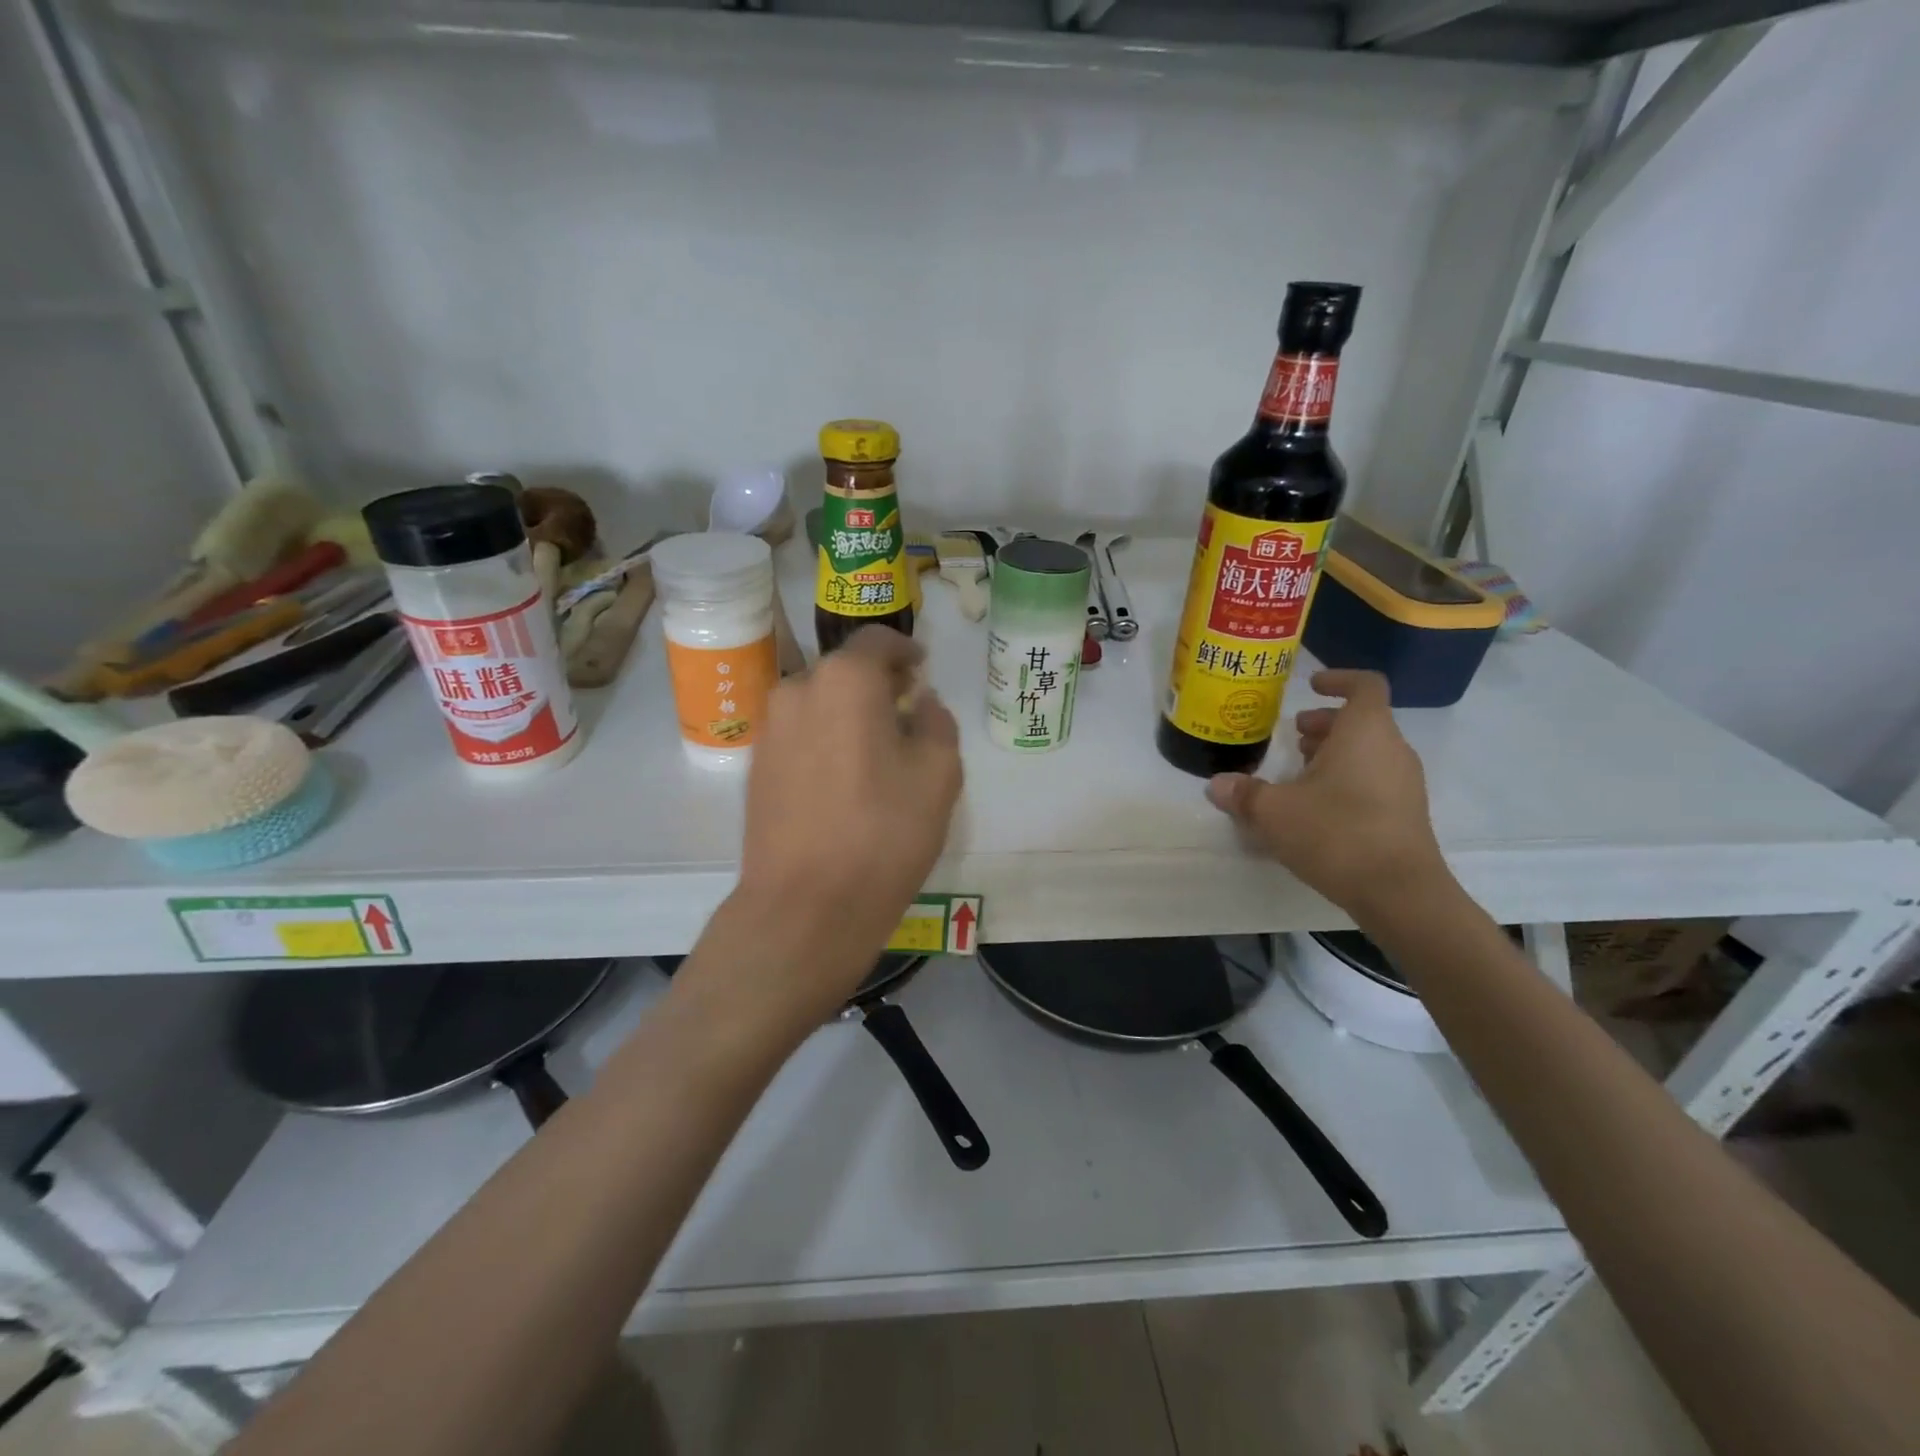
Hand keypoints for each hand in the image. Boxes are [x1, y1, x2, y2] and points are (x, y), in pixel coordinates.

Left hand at [731, 627, 962, 1013]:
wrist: (805, 906)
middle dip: (877, 684)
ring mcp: (770, 730)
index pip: (877, 640)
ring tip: (877, 751)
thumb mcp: (939, 773)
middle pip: (844, 671)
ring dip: (848, 714)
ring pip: (819, 703)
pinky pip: (800, 735)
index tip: (922, 669)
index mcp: (845, 680)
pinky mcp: (755, 767)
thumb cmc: (884, 833)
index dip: (905, 649)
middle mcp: (797, 690)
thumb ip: (937, 722)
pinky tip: (845, 780)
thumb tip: (920, 702)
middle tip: (906, 712)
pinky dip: (825, 740)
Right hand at [1205, 669, 1449, 919]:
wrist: (1399, 892)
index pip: (1365, 685)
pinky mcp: (1406, 814)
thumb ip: (1244, 793)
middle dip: (1325, 724)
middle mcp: (1392, 749)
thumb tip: (1217, 785)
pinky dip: (1347, 780)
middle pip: (1362, 721)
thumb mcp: (1274, 812)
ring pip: (1368, 752)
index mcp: (1365, 731)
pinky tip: (1316, 809)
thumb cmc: (1336, 832)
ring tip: (1298, 773)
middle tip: (1292, 737)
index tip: (1310, 686)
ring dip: (1334, 754)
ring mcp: (1405, 783)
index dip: (1338, 679)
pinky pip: (1375, 780)